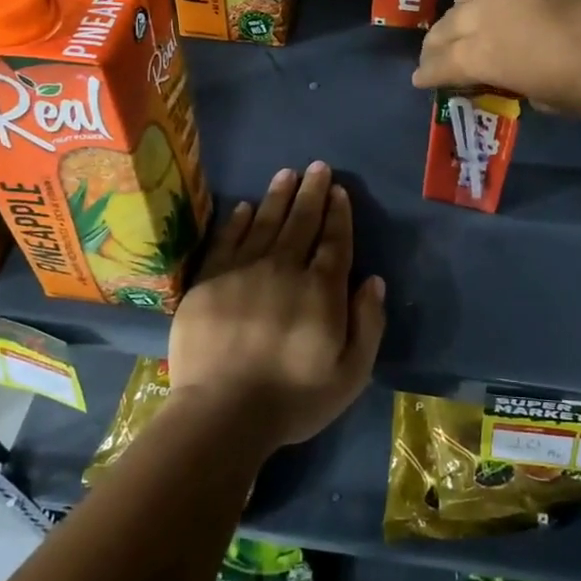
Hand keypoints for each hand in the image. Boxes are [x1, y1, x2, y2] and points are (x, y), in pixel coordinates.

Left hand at [168, 162, 386, 452]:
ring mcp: (243, 272)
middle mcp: (284, 269)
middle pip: (301, 223)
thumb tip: (372, 280)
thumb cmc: (293, 398)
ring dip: (277, 197)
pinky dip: (236, 221)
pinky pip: (226, 241)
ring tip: (286, 174)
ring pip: (264, 223)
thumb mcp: (351, 373)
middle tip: (317, 167)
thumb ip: (368, 323)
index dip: (338, 214)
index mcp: (321, 290)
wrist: (222, 414)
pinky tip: (243, 207)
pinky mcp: (209, 282)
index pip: (334, 241)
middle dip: (312, 193)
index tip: (339, 190)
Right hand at [413, 0, 580, 113]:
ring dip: (467, 7)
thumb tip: (516, 75)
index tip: (421, 80)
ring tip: (472, 16)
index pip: (443, 63)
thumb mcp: (557, 102)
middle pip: (449, 22)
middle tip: (438, 54)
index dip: (428, 74)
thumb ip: (522, 85)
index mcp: (490, 51)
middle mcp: (494, 5)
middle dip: (439, 42)